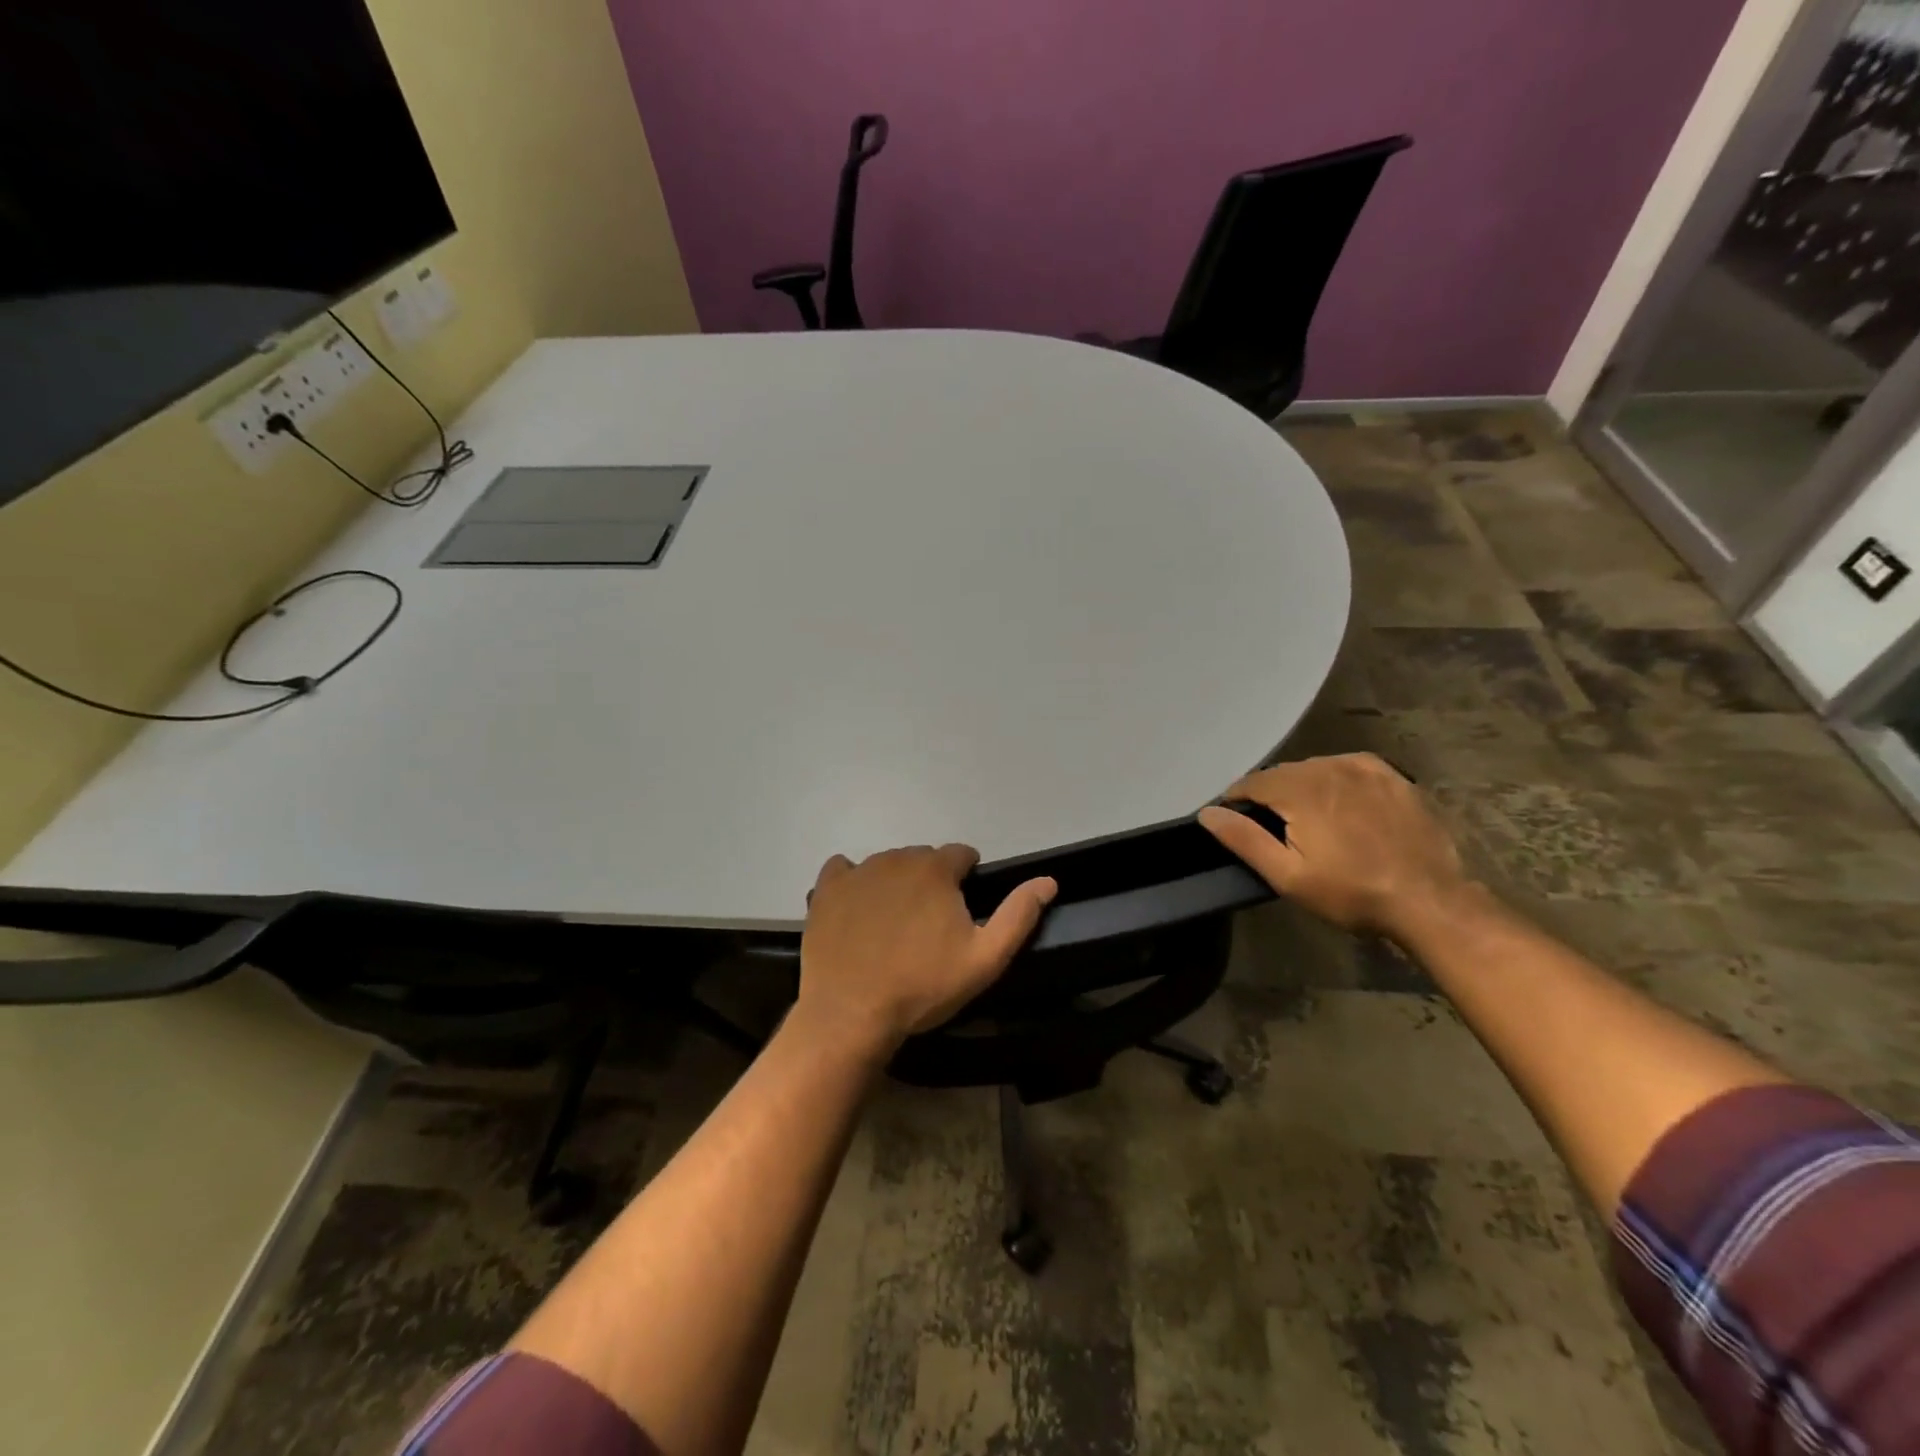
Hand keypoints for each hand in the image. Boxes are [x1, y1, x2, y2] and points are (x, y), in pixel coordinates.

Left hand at [797, 844, 1056, 1052]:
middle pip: (923, 858)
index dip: (966, 879)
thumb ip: (1019, 915)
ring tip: (894, 926)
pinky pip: (843, 870)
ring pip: (886, 865)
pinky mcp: (826, 889)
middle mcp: (896, 859)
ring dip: (896, 884)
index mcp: (935, 869)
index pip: (961, 854)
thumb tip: (1048, 880)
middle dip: (931, 882)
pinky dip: (853, 882)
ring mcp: (857, 872)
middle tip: (929, 926)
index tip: (961, 911)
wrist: (852, 1014)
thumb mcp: (985, 959)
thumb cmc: (923, 987)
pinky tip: (856, 910)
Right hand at [1198, 754, 1471, 941]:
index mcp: (1299, 789)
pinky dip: (1335, 780)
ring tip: (1306, 818)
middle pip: (1283, 773)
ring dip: (1301, 787)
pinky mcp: (1392, 777)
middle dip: (1270, 794)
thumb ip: (1243, 839)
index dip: (1237, 800)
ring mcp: (1364, 769)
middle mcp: (1328, 768)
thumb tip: (1208, 812)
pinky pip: (1348, 767)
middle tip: (1272, 827)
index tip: (1234, 820)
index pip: (1251, 782)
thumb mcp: (1287, 875)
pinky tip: (1340, 802)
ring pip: (1315, 768)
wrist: (1429, 900)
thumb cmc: (1351, 892)